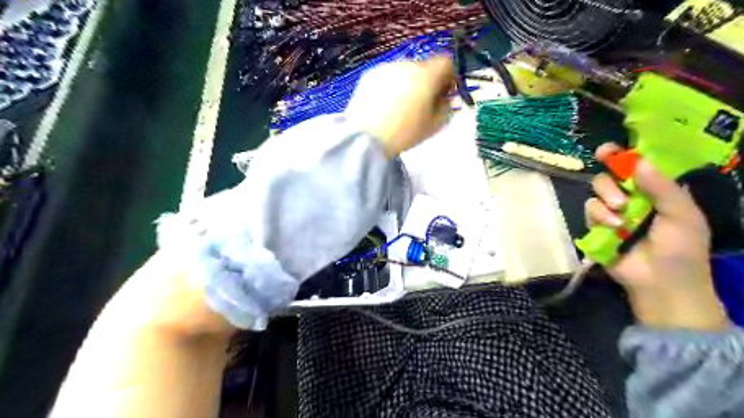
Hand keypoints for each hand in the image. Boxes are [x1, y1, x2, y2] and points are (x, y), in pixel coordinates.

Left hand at [344, 55, 452, 155]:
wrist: (365, 137)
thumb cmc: (404, 133)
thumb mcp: (434, 125)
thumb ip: (447, 107)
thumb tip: (446, 98)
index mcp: (427, 75)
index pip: (446, 62)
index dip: (449, 76)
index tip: (444, 93)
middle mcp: (407, 64)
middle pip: (424, 66)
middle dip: (427, 81)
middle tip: (421, 102)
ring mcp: (386, 67)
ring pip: (405, 70)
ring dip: (408, 82)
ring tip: (399, 105)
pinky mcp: (369, 74)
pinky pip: (387, 76)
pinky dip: (390, 85)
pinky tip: (384, 104)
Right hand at [584, 141, 724, 329]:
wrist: (660, 283)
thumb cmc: (681, 249)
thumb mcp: (682, 215)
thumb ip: (662, 187)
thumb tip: (638, 161)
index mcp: (656, 190)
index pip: (637, 165)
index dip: (622, 155)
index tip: (606, 151)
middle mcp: (632, 197)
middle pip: (609, 175)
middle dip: (610, 183)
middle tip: (621, 200)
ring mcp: (612, 211)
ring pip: (596, 192)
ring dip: (605, 202)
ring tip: (619, 219)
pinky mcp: (597, 226)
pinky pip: (588, 210)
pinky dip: (598, 217)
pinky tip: (612, 228)